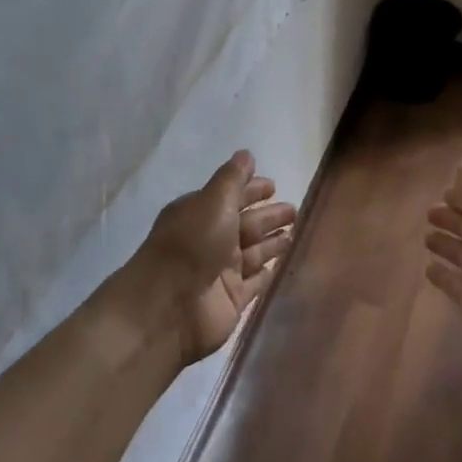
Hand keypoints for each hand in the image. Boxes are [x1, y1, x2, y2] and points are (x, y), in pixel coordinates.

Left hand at [134, 151, 295, 364]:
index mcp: (200, 214)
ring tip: (294, 232)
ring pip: (254, 252)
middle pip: (246, 224)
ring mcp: (222, 272)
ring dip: (272, 242)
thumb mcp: (213, 201)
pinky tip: (281, 264)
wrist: (167, 308)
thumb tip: (247, 154)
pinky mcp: (232, 299)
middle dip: (268, 216)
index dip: (251, 190)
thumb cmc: (191, 245)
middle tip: (294, 209)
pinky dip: (267, 272)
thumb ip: (232, 179)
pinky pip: (256, 282)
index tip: (274, 185)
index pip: (231, 197)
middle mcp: (210, 240)